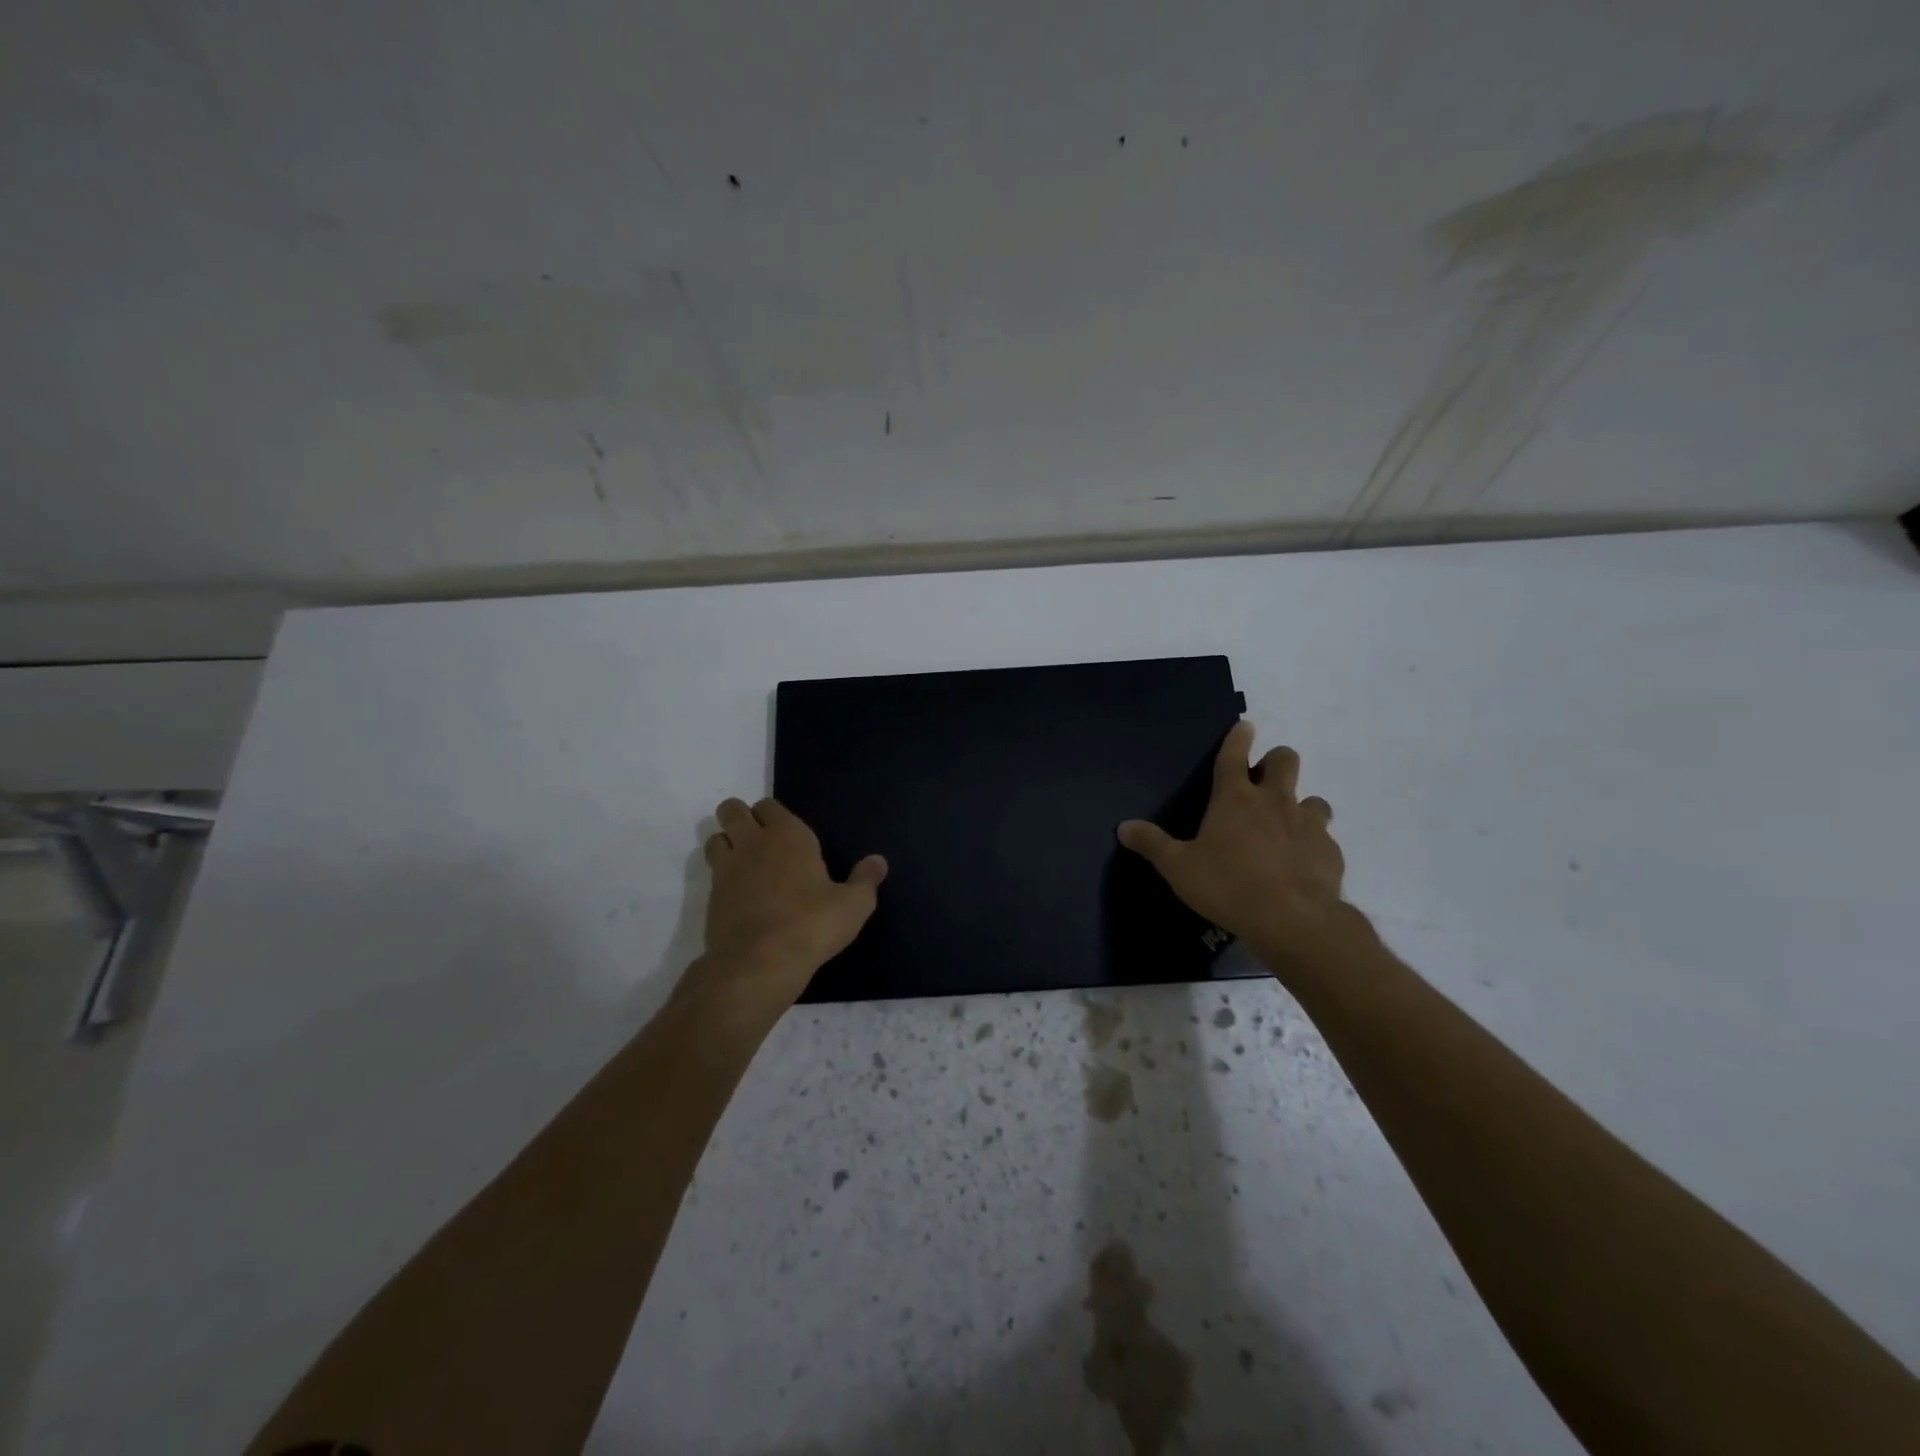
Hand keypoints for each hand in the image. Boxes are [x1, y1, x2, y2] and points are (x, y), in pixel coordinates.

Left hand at [696, 797, 886, 1004]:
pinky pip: (711, 874)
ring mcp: (727, 869)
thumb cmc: (812, 924)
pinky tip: (739, 896)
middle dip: (740, 818)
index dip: (773, 814)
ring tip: (745, 864)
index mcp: (788, 835)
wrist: (760, 963)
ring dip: (726, 844)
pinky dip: (722, 877)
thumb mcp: (853, 905)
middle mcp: (753, 843)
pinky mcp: (710, 898)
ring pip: (715, 838)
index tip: (786, 832)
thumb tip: (878, 861)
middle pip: (731, 810)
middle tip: (760, 841)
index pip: (769, 805)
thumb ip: (865, 880)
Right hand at [1118, 722, 1344, 953]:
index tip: (1244, 726)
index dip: (1238, 737)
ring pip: (1313, 798)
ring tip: (1287, 827)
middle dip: (1275, 762)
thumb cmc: (1228, 886)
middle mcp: (1274, 801)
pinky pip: (1325, 837)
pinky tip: (1303, 863)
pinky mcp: (1330, 851)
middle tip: (1263, 781)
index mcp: (1235, 799)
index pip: (1234, 755)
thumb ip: (1152, 844)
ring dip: (1300, 806)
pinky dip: (1313, 844)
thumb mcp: (1179, 868)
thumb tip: (1123, 827)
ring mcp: (1308, 823)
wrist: (1293, 920)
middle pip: (1285, 760)